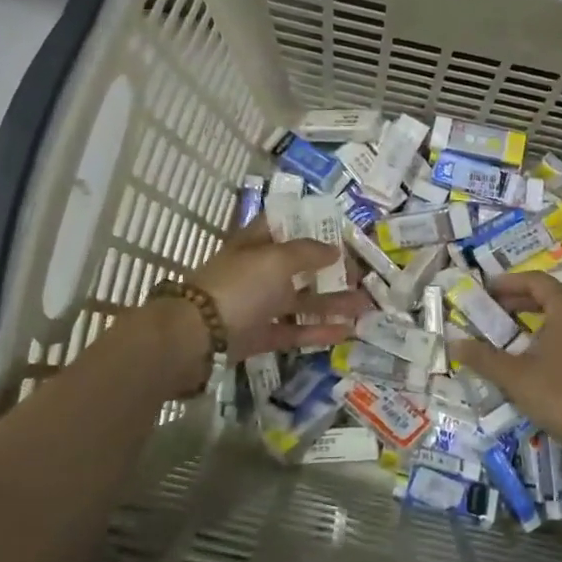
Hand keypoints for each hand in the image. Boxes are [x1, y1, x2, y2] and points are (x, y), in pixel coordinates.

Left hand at [187, 221, 369, 361]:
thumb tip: (334, 250)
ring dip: (333, 302)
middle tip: (361, 274)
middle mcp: (257, 272)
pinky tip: (346, 332)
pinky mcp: (259, 336)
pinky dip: (318, 331)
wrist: (196, 337)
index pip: (282, 225)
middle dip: (330, 268)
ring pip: (300, 301)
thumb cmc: (239, 286)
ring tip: (365, 305)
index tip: (338, 228)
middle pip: (298, 266)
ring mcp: (257, 306)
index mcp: (255, 244)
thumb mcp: (276, 259)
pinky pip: (293, 331)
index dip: (308, 223)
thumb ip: (308, 252)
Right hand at [450, 272, 561, 459]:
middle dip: (527, 300)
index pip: (536, 282)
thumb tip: (453, 344)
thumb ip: (483, 357)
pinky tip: (553, 354)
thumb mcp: (514, 376)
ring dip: (550, 315)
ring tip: (528, 330)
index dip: (510, 283)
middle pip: (556, 294)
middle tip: (502, 310)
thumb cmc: (560, 394)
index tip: (489, 289)